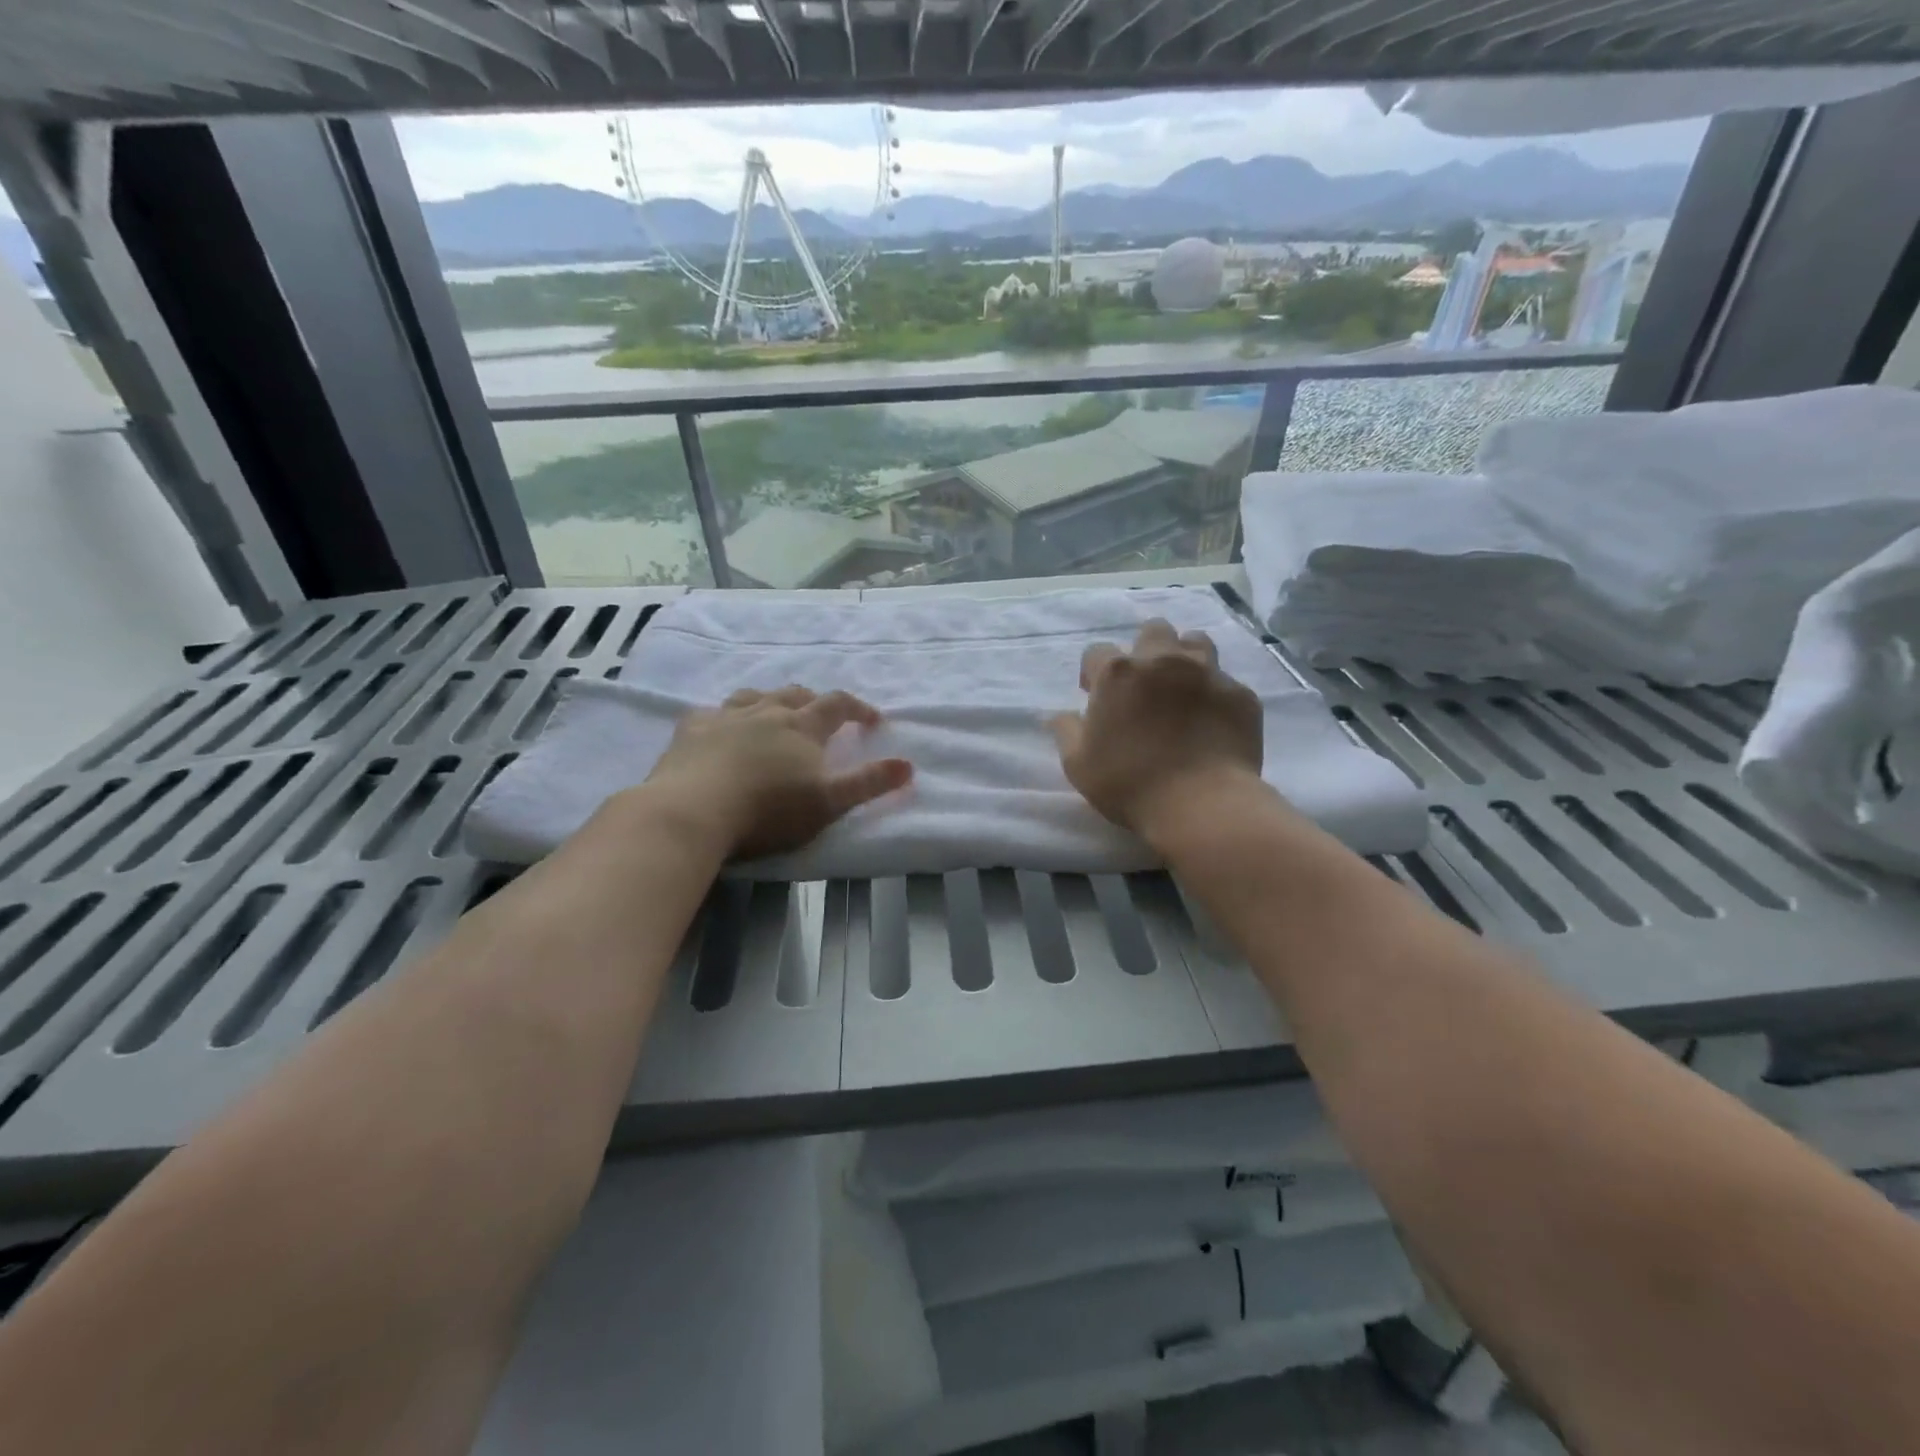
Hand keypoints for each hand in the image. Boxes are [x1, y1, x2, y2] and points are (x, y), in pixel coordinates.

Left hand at [645, 687, 911, 860]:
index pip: (838, 704)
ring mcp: (725, 717)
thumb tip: (909, 765)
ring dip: (770, 701)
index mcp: (802, 726)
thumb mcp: (828, 802)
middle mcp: (766, 712)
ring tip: (774, 714)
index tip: (872, 721)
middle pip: (796, 694)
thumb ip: (869, 783)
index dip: (859, 708)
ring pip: (754, 696)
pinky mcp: (691, 730)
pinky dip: (724, 716)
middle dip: (814, 702)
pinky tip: (720, 727)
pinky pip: (711, 712)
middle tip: (822, 717)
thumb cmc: (769, 809)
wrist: (693, 811)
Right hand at [1050, 619, 1265, 845]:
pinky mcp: (1240, 694)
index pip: (1097, 652)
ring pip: (1195, 641)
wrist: (1202, 805)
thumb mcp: (1078, 765)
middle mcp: (1162, 660)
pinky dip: (1214, 694)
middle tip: (1142, 685)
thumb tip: (1059, 714)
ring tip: (1181, 689)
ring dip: (1184, 657)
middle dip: (1144, 650)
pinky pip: (1225, 681)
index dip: (1093, 673)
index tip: (1096, 696)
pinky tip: (1211, 720)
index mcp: (1118, 673)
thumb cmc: (1129, 784)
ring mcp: (1207, 673)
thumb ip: (1066, 731)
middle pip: (1153, 631)